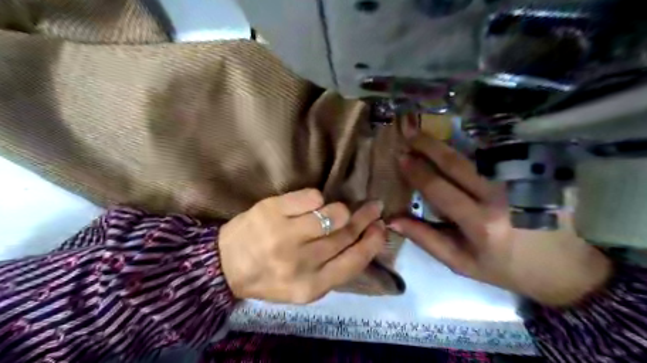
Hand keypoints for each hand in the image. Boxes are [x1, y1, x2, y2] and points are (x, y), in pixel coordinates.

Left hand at [220, 190, 385, 303]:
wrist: (225, 265)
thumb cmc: (269, 276)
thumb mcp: (304, 286)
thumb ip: (334, 268)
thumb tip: (364, 238)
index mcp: (310, 287)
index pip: (354, 261)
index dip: (373, 242)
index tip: (381, 227)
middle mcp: (300, 263)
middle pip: (346, 234)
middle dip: (365, 218)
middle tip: (373, 208)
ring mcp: (284, 235)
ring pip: (334, 213)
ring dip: (340, 209)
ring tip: (336, 210)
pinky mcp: (272, 211)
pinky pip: (313, 196)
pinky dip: (317, 199)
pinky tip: (309, 205)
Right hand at [386, 135, 612, 307]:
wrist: (567, 269)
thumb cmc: (506, 268)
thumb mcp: (461, 262)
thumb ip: (426, 239)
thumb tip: (393, 219)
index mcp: (481, 224)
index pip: (440, 189)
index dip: (417, 171)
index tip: (401, 156)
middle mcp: (501, 198)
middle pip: (458, 163)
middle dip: (428, 145)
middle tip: (408, 131)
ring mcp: (523, 182)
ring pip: (478, 154)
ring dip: (449, 141)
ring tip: (426, 131)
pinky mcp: (538, 174)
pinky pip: (501, 154)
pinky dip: (476, 144)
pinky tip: (460, 137)